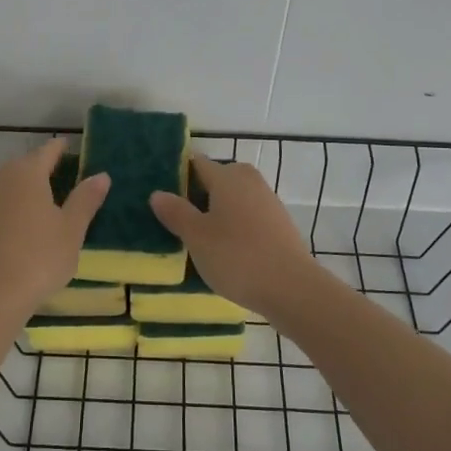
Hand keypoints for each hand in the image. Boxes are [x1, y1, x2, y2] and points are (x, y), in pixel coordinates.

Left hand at [0, 139, 110, 314]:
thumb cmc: (39, 257)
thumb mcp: (72, 229)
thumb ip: (86, 199)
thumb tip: (101, 175)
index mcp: (28, 173)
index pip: (48, 150)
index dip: (63, 149)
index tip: (75, 150)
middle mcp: (2, 178)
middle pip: (26, 164)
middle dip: (45, 167)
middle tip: (67, 178)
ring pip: (10, 183)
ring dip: (27, 187)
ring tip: (47, 202)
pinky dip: (13, 205)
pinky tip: (24, 224)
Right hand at [150, 155, 322, 319]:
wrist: (292, 288)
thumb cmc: (237, 257)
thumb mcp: (197, 237)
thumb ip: (176, 212)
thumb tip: (157, 193)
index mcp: (227, 177)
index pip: (198, 163)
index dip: (179, 173)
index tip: (162, 190)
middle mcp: (249, 181)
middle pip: (219, 178)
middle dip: (199, 192)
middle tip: (178, 215)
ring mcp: (268, 202)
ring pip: (235, 197)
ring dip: (218, 210)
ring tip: (199, 235)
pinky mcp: (280, 224)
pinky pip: (249, 215)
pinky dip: (236, 225)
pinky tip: (226, 248)